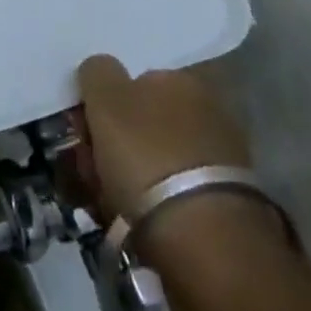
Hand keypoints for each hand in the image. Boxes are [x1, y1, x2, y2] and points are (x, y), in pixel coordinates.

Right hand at [76, 55, 250, 218]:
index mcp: (183, 79)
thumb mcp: (105, 97)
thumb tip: (101, 69)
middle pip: (146, 119)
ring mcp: (222, 160)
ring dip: (132, 172)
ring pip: (158, 157)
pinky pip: (174, 192)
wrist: (204, 241)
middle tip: (89, 166)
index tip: (84, 127)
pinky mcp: (226, 206)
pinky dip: (153, 201)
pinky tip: (134, 219)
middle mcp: (209, 111)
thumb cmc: (146, 154)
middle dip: (115, 139)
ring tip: (106, 198)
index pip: (135, 78)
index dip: (104, 101)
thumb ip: (97, 71)